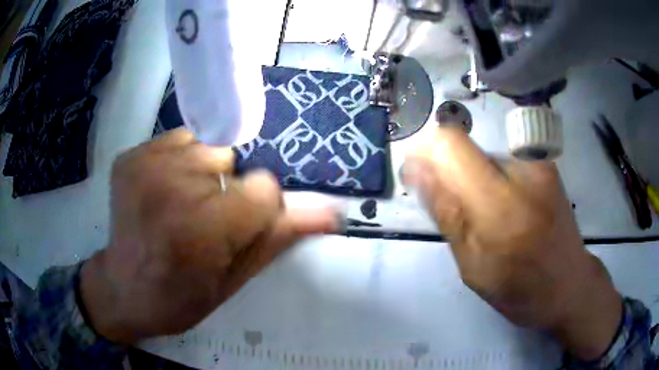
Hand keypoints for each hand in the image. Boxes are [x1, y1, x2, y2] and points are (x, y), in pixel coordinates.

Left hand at [80, 129, 339, 343]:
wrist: (123, 288)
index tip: (237, 231)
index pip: (264, 188)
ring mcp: (143, 164)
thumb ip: (278, 239)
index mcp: (200, 229)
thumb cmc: (179, 297)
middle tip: (204, 222)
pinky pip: (176, 140)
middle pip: (231, 161)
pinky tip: (163, 191)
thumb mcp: (233, 280)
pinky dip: (179, 161)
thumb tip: (333, 213)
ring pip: (205, 146)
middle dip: (227, 190)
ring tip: (182, 205)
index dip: (258, 211)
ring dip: (203, 173)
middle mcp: (169, 186)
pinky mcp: (129, 155)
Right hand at [404, 128, 621, 359]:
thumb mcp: (474, 268)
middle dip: (447, 174)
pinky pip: (500, 162)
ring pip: (481, 156)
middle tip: (456, 214)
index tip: (417, 178)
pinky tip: (505, 211)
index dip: (425, 153)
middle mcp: (523, 172)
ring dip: (471, 182)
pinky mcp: (545, 164)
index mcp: (501, 208)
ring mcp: (538, 164)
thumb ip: (448, 215)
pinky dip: (491, 182)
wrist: (570, 284)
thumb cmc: (521, 290)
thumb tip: (418, 170)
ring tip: (488, 219)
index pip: (451, 145)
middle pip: (463, 147)